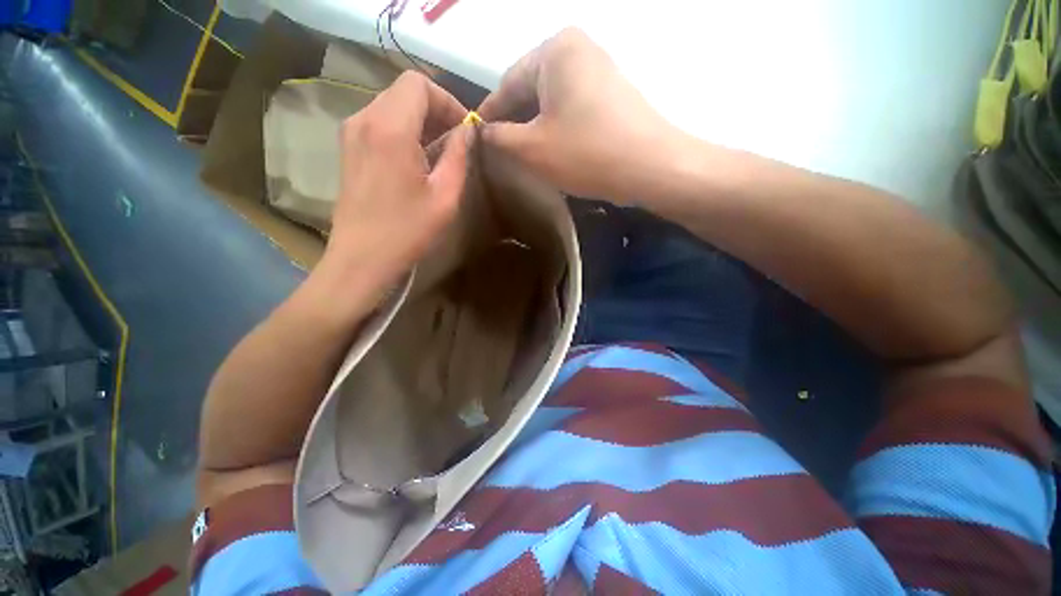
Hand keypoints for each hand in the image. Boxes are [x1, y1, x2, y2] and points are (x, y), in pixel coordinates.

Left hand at [316, 72, 469, 306]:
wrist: (362, 258)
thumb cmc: (408, 230)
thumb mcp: (445, 196)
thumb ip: (459, 156)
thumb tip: (467, 131)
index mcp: (390, 127)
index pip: (419, 84)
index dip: (447, 101)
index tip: (464, 130)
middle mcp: (364, 118)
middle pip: (404, 92)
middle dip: (436, 110)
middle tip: (456, 143)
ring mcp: (351, 133)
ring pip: (391, 106)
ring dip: (420, 122)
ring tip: (439, 154)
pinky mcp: (348, 148)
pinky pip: (379, 123)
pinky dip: (403, 132)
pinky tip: (416, 162)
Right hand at [479, 28, 683, 202]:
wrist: (651, 167)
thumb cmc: (586, 153)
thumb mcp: (531, 148)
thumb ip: (499, 137)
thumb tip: (484, 132)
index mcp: (555, 50)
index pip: (507, 83)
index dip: (490, 115)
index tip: (476, 138)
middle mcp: (579, 50)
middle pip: (531, 91)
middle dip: (515, 123)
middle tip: (501, 153)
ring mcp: (600, 71)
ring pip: (552, 102)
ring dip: (536, 129)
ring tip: (525, 156)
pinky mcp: (613, 95)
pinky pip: (573, 110)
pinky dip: (558, 129)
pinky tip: (554, 151)